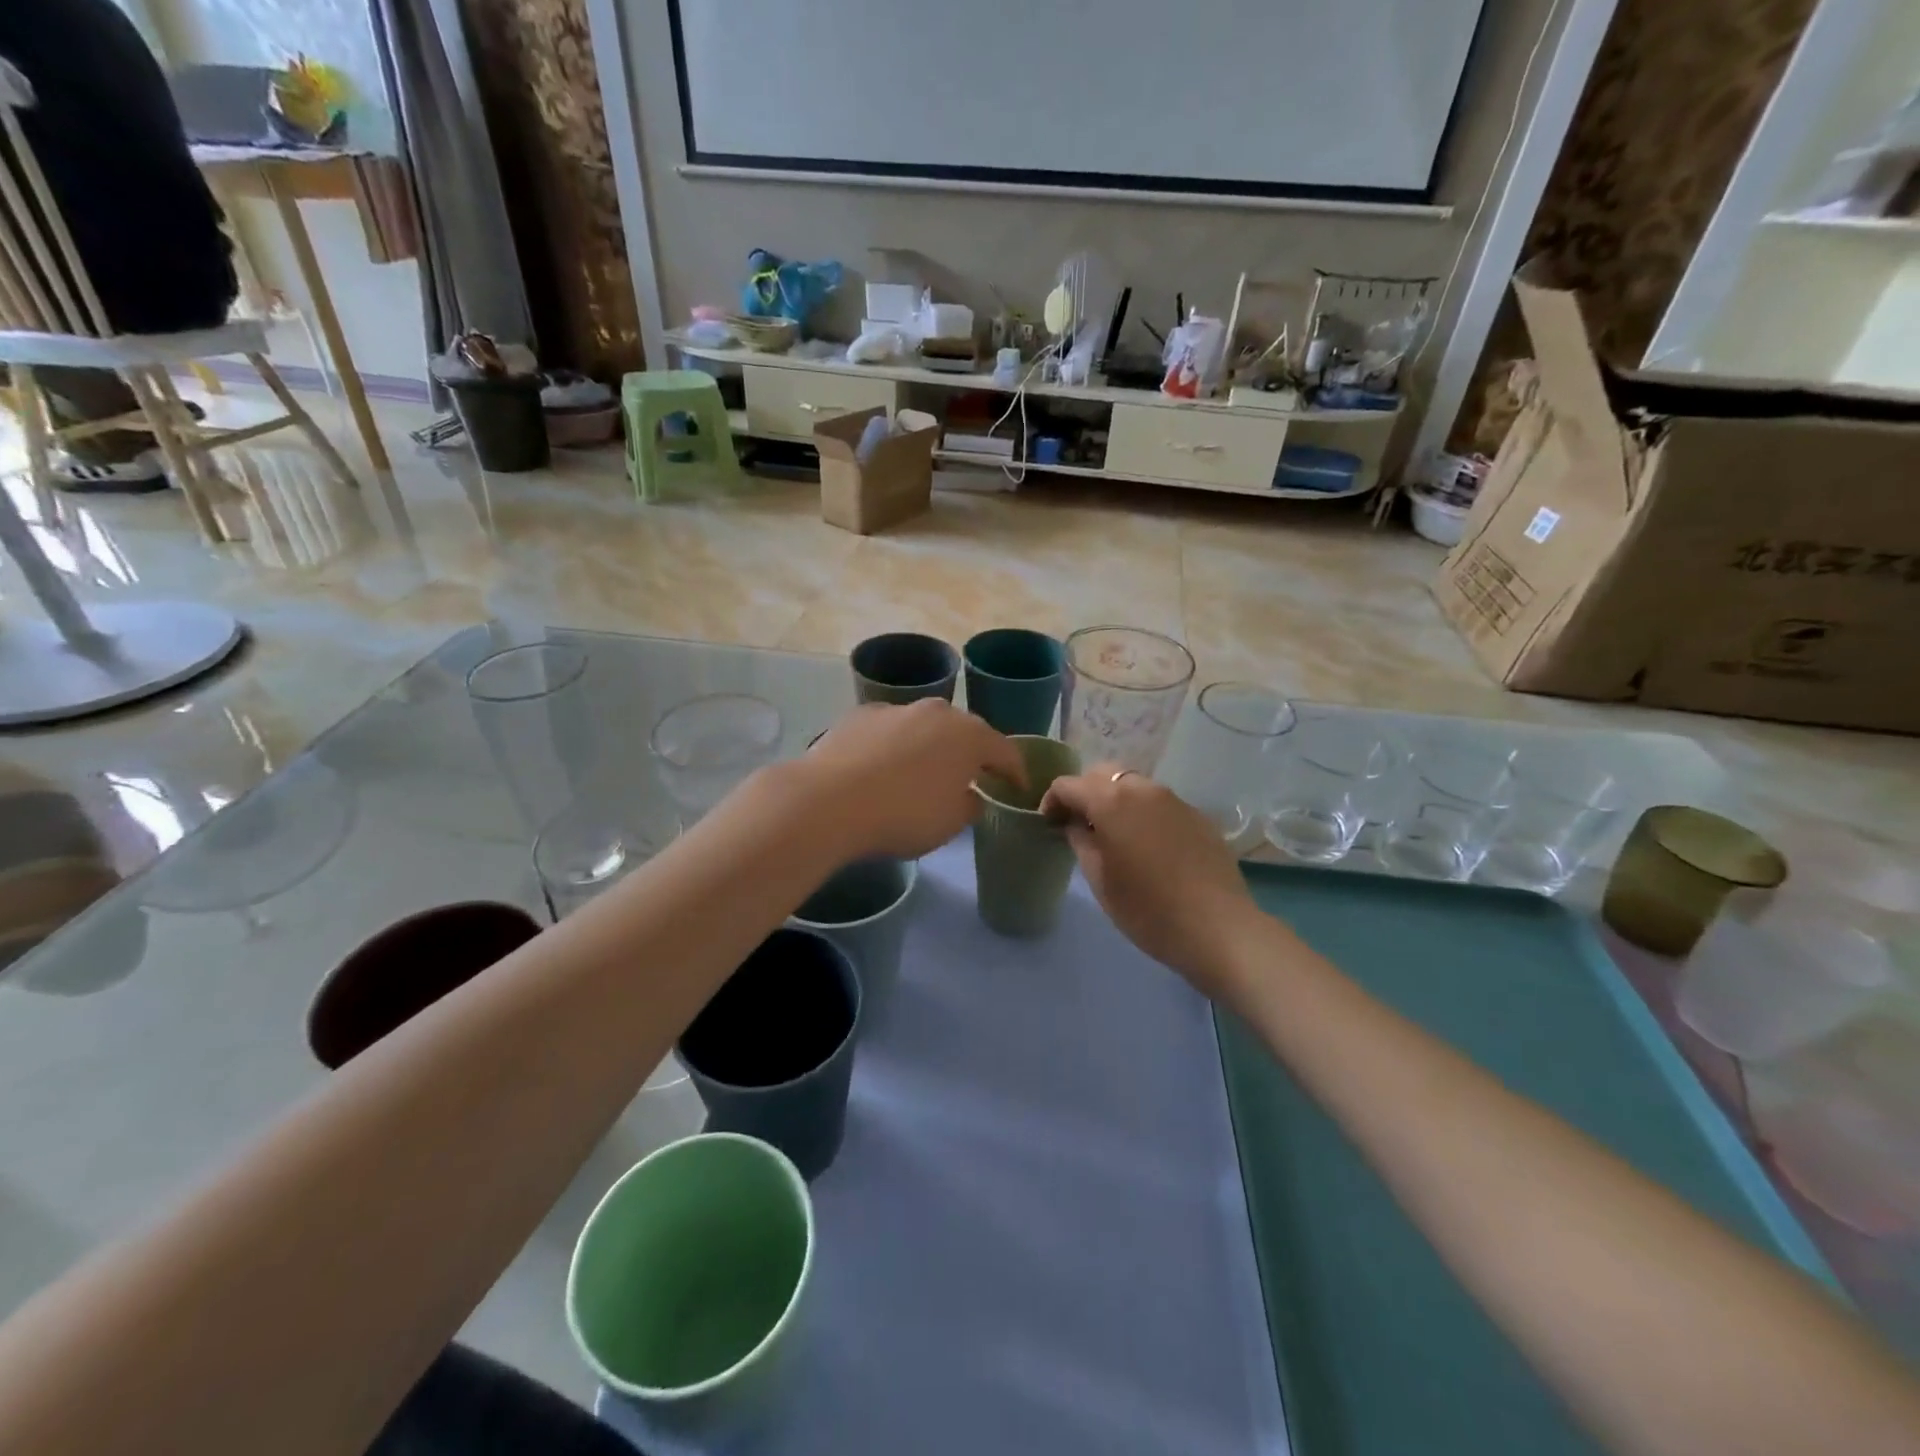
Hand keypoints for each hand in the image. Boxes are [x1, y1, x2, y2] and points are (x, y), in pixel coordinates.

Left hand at [799, 700, 1025, 859]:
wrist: (829, 801)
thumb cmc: (904, 814)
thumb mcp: (950, 823)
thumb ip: (969, 805)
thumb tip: (969, 795)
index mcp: (969, 735)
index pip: (1005, 751)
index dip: (1015, 771)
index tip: (1018, 788)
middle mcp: (936, 711)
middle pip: (964, 732)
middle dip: (970, 753)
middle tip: (971, 776)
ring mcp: (895, 709)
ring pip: (923, 727)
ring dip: (929, 747)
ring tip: (921, 773)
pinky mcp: (859, 715)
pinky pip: (889, 732)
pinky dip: (892, 746)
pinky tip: (880, 768)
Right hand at [1040, 765, 1258, 994]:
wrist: (1218, 928)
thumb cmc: (1147, 909)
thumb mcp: (1100, 880)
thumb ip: (1081, 842)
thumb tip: (1074, 823)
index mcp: (1111, 800)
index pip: (1068, 784)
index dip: (1052, 801)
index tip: (1049, 825)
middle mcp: (1142, 788)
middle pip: (1102, 774)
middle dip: (1085, 793)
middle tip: (1078, 825)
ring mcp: (1174, 799)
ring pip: (1133, 785)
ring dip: (1115, 800)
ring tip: (1113, 835)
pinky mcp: (1196, 815)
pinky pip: (1159, 803)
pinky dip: (1143, 813)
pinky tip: (1147, 846)